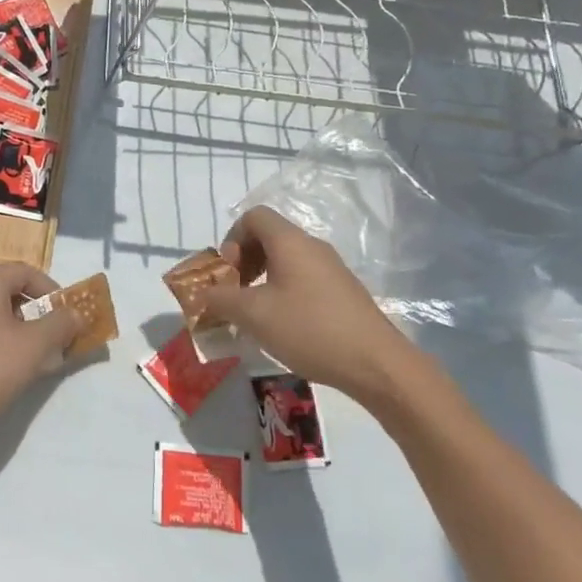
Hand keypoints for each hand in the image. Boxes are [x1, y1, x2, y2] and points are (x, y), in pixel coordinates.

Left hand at [0, 264, 84, 431]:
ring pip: (0, 317)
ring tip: (42, 359)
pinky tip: (15, 371)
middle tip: (59, 338)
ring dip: (25, 333)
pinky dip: (6, 345)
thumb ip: (59, 325)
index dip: (52, 290)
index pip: (26, 272)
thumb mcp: (33, 345)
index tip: (67, 314)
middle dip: (41, 315)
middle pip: (13, 293)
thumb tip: (76, 314)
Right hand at [205, 206, 418, 404]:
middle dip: (245, 260)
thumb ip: (221, 300)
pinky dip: (284, 291)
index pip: (254, 216)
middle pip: (269, 236)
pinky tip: (284, 326)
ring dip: (263, 278)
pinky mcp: (343, 292)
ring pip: (287, 259)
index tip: (228, 273)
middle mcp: (312, 247)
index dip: (232, 239)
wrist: (377, 365)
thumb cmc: (309, 329)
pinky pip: (304, 278)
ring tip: (256, 313)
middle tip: (236, 293)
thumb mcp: (253, 315)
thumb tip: (204, 294)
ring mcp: (332, 269)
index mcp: (290, 242)